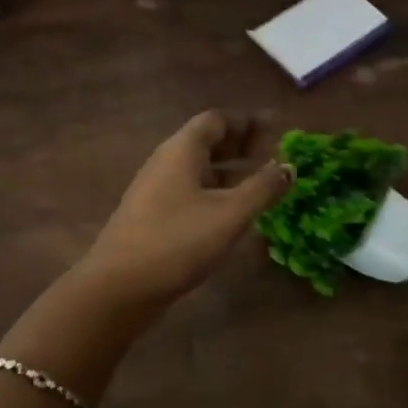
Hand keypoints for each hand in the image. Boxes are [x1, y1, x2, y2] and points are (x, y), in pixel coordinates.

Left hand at [82, 111, 291, 306]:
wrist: (119, 288)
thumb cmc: (177, 241)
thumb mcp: (229, 214)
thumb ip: (262, 188)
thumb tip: (289, 166)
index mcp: (182, 151)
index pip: (217, 120)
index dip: (248, 121)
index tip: (277, 126)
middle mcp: (167, 163)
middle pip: (207, 142)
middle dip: (242, 144)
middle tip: (274, 154)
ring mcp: (157, 191)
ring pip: (200, 169)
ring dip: (231, 170)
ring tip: (262, 183)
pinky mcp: (154, 217)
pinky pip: (192, 192)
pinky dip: (217, 192)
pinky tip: (234, 213)